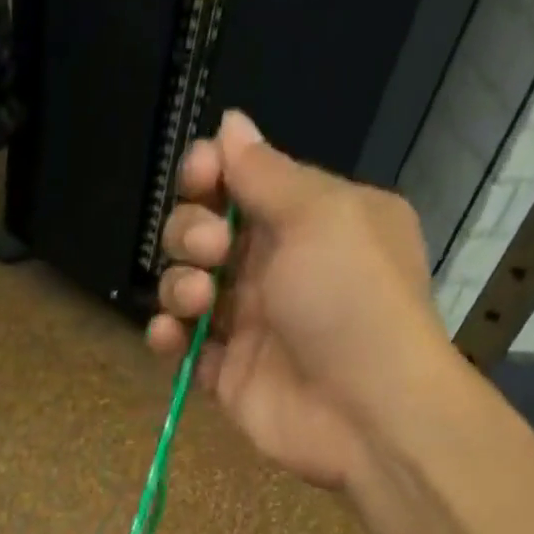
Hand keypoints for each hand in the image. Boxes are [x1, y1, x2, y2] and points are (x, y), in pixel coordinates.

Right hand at [146, 110, 459, 490]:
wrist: (366, 410)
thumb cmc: (352, 299)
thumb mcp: (322, 216)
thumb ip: (267, 174)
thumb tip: (231, 124)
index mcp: (308, 220)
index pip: (242, 183)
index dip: (211, 174)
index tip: (200, 177)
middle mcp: (274, 268)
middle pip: (203, 232)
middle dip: (191, 231)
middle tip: (212, 253)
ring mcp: (248, 324)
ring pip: (185, 287)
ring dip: (177, 283)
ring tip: (198, 301)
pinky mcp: (225, 374)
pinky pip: (182, 346)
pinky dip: (167, 337)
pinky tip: (170, 336)